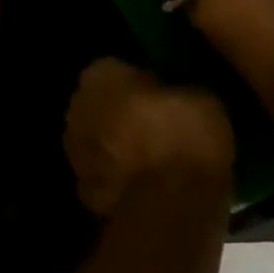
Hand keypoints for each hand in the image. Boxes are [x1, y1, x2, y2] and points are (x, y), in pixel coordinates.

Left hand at [64, 58, 232, 216]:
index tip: (159, 94)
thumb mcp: (199, 97)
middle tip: (152, 125)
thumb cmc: (184, 137)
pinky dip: (115, 177)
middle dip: (118, 112)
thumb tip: (171, 95)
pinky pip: (101, 173)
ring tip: (149, 158)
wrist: (171, 203)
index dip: (136, 81)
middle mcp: (77, 106)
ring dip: (112, 144)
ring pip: (95, 138)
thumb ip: (172, 90)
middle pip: (98, 103)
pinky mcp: (82, 187)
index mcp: (99, 75)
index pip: (113, 68)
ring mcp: (74, 150)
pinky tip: (141, 185)